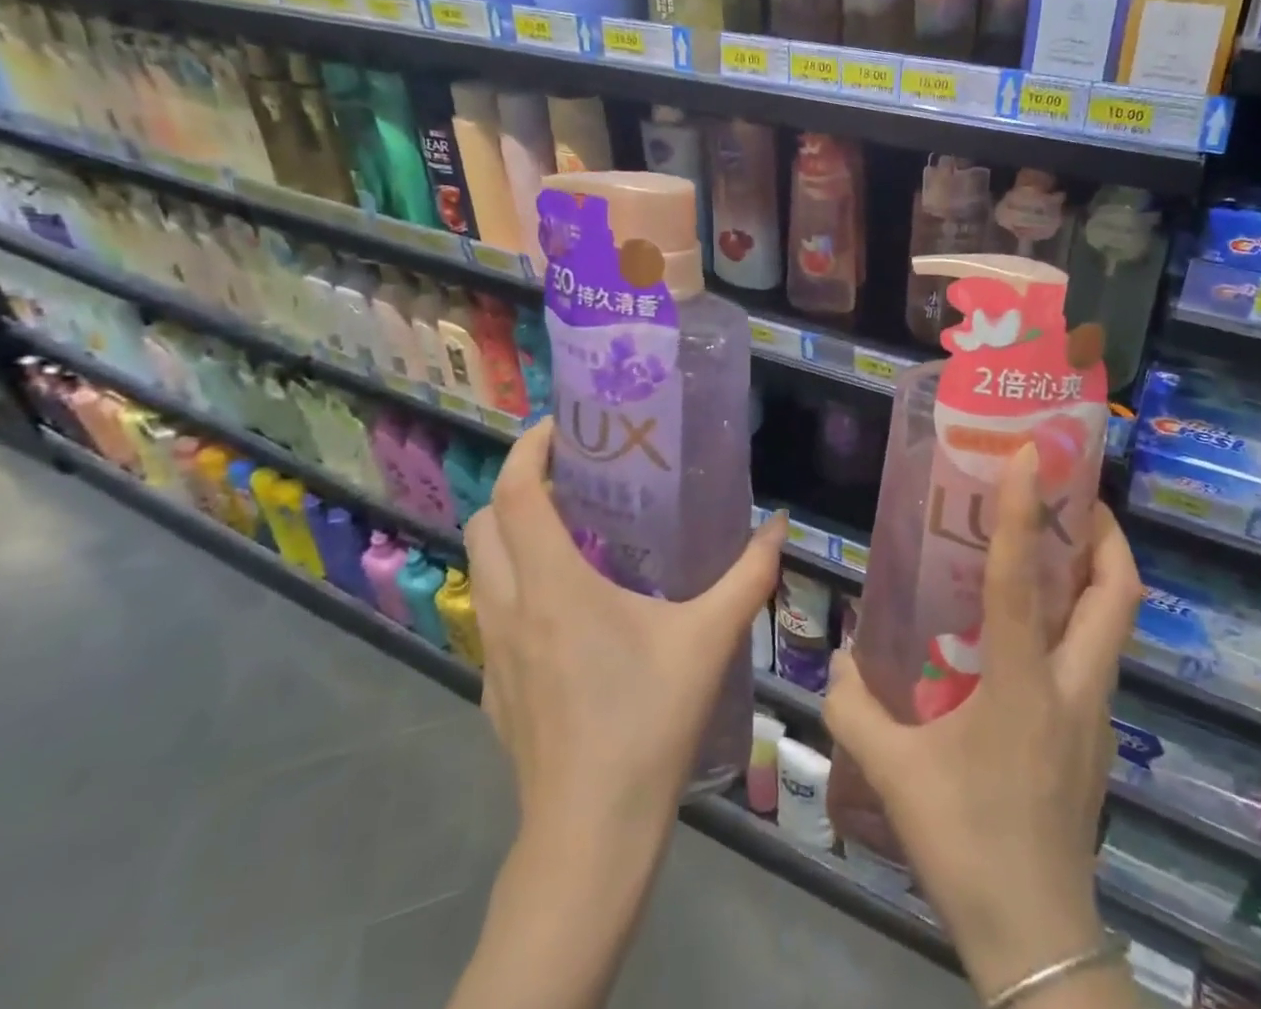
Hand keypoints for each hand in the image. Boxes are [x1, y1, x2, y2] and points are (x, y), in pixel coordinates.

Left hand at [466, 418, 785, 831]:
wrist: (590, 834)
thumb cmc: (646, 722)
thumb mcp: (708, 640)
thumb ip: (748, 577)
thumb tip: (778, 526)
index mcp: (553, 585)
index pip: (516, 495)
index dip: (529, 449)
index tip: (560, 425)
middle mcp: (511, 608)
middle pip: (485, 523)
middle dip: (517, 488)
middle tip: (572, 479)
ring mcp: (492, 652)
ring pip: (482, 569)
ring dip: (512, 536)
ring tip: (570, 533)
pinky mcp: (493, 688)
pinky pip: (492, 614)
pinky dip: (515, 587)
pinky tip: (566, 611)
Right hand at [823, 444, 1141, 999]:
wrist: (1036, 938)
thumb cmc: (966, 844)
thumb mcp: (895, 774)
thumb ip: (854, 709)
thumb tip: (836, 660)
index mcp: (1023, 684)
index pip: (1023, 579)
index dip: (1027, 510)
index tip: (1032, 455)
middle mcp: (1074, 686)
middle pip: (1117, 592)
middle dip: (1103, 533)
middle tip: (1071, 495)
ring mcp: (1096, 714)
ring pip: (1114, 623)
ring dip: (1095, 573)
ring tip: (1053, 545)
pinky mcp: (1097, 737)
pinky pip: (1097, 655)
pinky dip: (1079, 619)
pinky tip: (1034, 630)